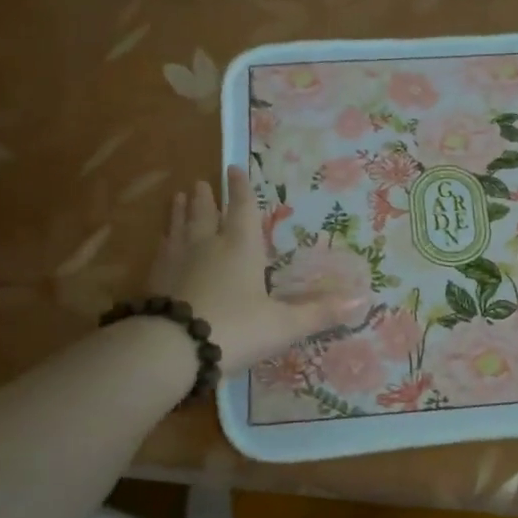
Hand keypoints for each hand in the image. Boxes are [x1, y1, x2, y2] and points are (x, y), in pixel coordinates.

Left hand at [145, 166, 365, 371]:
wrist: (172, 349)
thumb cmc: (236, 329)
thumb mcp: (284, 325)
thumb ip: (320, 312)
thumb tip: (362, 300)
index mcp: (241, 248)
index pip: (243, 210)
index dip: (242, 190)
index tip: (234, 168)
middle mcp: (207, 246)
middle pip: (206, 214)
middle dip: (207, 197)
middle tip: (201, 182)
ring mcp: (176, 262)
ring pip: (179, 227)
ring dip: (181, 212)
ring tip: (178, 197)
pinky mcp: (154, 281)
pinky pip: (161, 251)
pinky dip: (164, 241)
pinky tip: (162, 242)